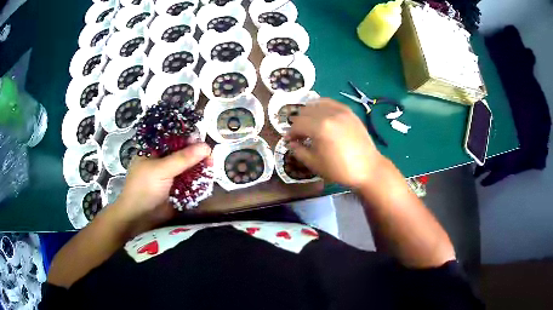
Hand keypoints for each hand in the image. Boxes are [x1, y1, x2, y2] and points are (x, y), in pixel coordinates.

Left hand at [112, 143, 211, 234]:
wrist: (139, 218)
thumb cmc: (144, 189)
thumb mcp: (161, 170)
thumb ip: (183, 158)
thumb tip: (206, 146)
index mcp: (153, 150)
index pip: (173, 138)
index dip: (188, 137)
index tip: (202, 141)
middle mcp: (162, 160)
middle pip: (182, 152)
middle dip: (196, 154)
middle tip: (210, 158)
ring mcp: (169, 175)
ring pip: (187, 167)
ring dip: (199, 167)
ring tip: (211, 168)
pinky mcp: (175, 189)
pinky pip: (189, 181)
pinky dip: (197, 180)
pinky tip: (206, 179)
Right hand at [287, 98, 386, 188]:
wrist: (367, 168)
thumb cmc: (340, 169)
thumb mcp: (315, 164)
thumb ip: (299, 151)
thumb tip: (291, 143)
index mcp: (319, 127)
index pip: (297, 124)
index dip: (290, 133)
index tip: (289, 141)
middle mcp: (329, 113)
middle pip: (305, 112)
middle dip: (298, 123)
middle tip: (299, 135)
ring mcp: (340, 110)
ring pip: (316, 104)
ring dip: (308, 114)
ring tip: (310, 125)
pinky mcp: (348, 111)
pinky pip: (330, 102)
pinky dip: (321, 106)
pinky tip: (321, 116)